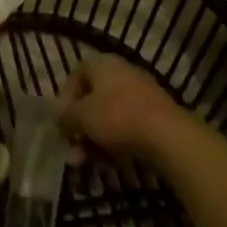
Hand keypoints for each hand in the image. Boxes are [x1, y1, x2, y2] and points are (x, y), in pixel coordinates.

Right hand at [58, 54, 187, 160]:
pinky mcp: (156, 114)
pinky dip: (116, 141)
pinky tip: (110, 162)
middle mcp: (122, 71)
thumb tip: (58, 117)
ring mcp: (142, 93)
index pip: (76, 73)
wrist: (168, 136)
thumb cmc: (117, 117)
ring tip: (89, 162)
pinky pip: (128, 125)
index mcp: (102, 63)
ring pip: (110, 115)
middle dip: (81, 125)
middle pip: (93, 98)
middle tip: (73, 147)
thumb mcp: (81, 117)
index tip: (62, 119)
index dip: (65, 96)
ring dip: (95, 138)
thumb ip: (65, 115)